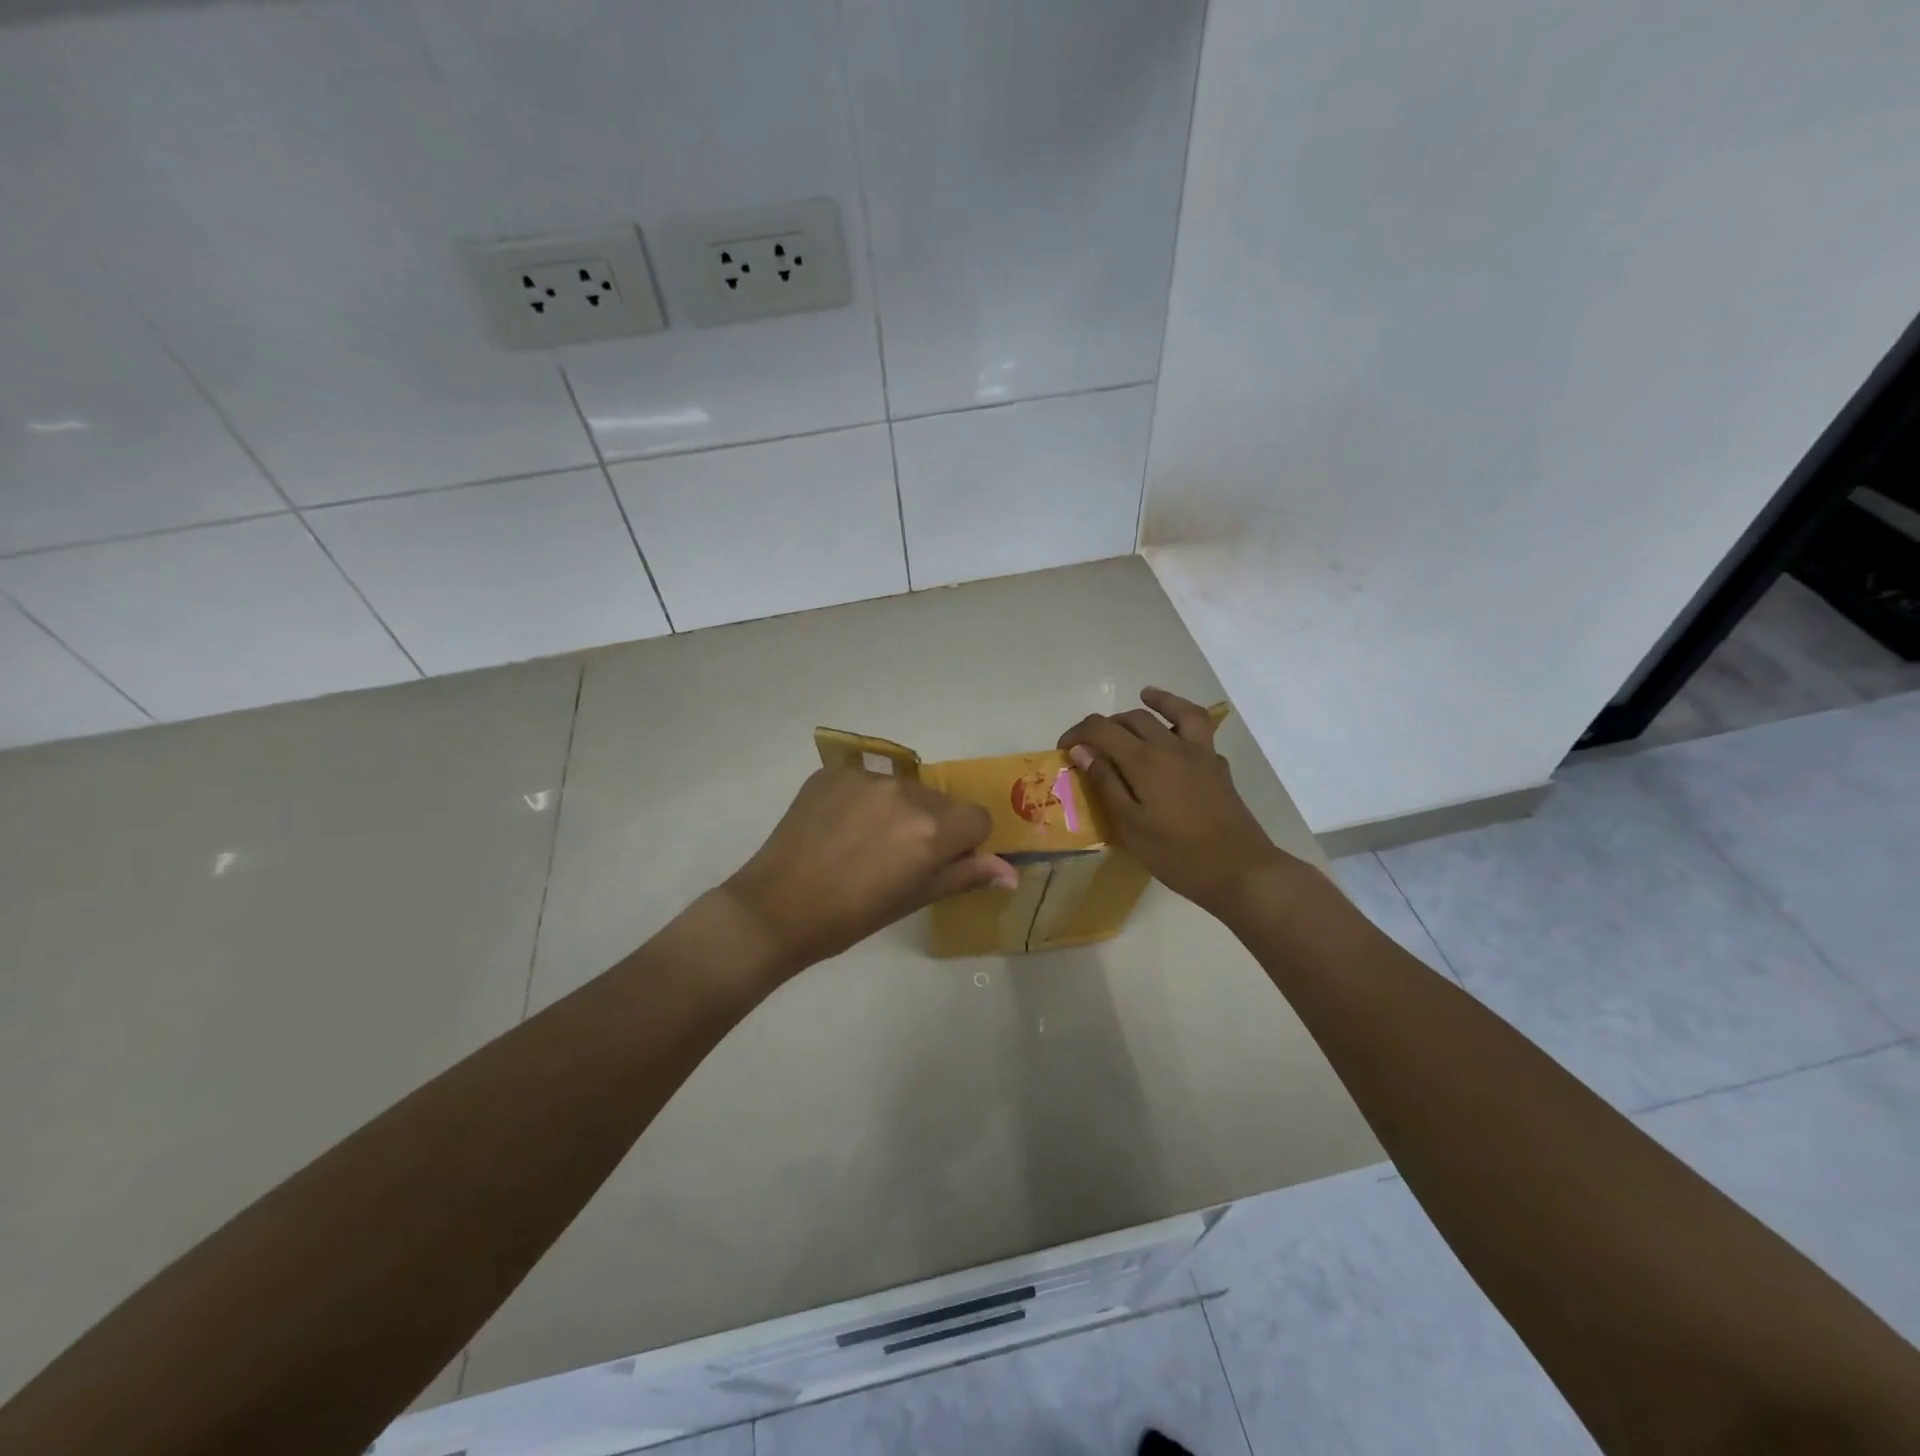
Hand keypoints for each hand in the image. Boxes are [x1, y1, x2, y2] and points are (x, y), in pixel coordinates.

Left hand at [723, 767, 1018, 973]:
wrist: (775, 908)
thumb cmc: (851, 917)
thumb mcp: (913, 899)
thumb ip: (965, 876)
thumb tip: (1011, 872)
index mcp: (931, 828)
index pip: (977, 819)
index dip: (965, 844)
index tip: (940, 863)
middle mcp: (905, 792)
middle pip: (941, 802)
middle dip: (932, 825)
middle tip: (898, 859)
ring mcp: (865, 778)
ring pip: (904, 789)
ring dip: (898, 810)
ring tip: (864, 844)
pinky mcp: (832, 773)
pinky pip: (865, 782)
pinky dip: (862, 801)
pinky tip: (838, 829)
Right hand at [1059, 687, 1296, 919]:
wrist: (1240, 871)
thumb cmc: (1177, 854)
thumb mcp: (1130, 825)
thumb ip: (1105, 783)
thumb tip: (1082, 750)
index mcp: (1145, 760)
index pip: (1102, 729)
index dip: (1078, 733)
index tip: (1063, 749)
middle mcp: (1173, 747)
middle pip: (1135, 718)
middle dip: (1108, 724)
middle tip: (1092, 745)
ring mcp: (1201, 755)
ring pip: (1178, 712)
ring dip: (1157, 702)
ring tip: (1145, 696)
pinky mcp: (1219, 768)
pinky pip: (1199, 734)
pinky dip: (1182, 726)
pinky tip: (1176, 740)